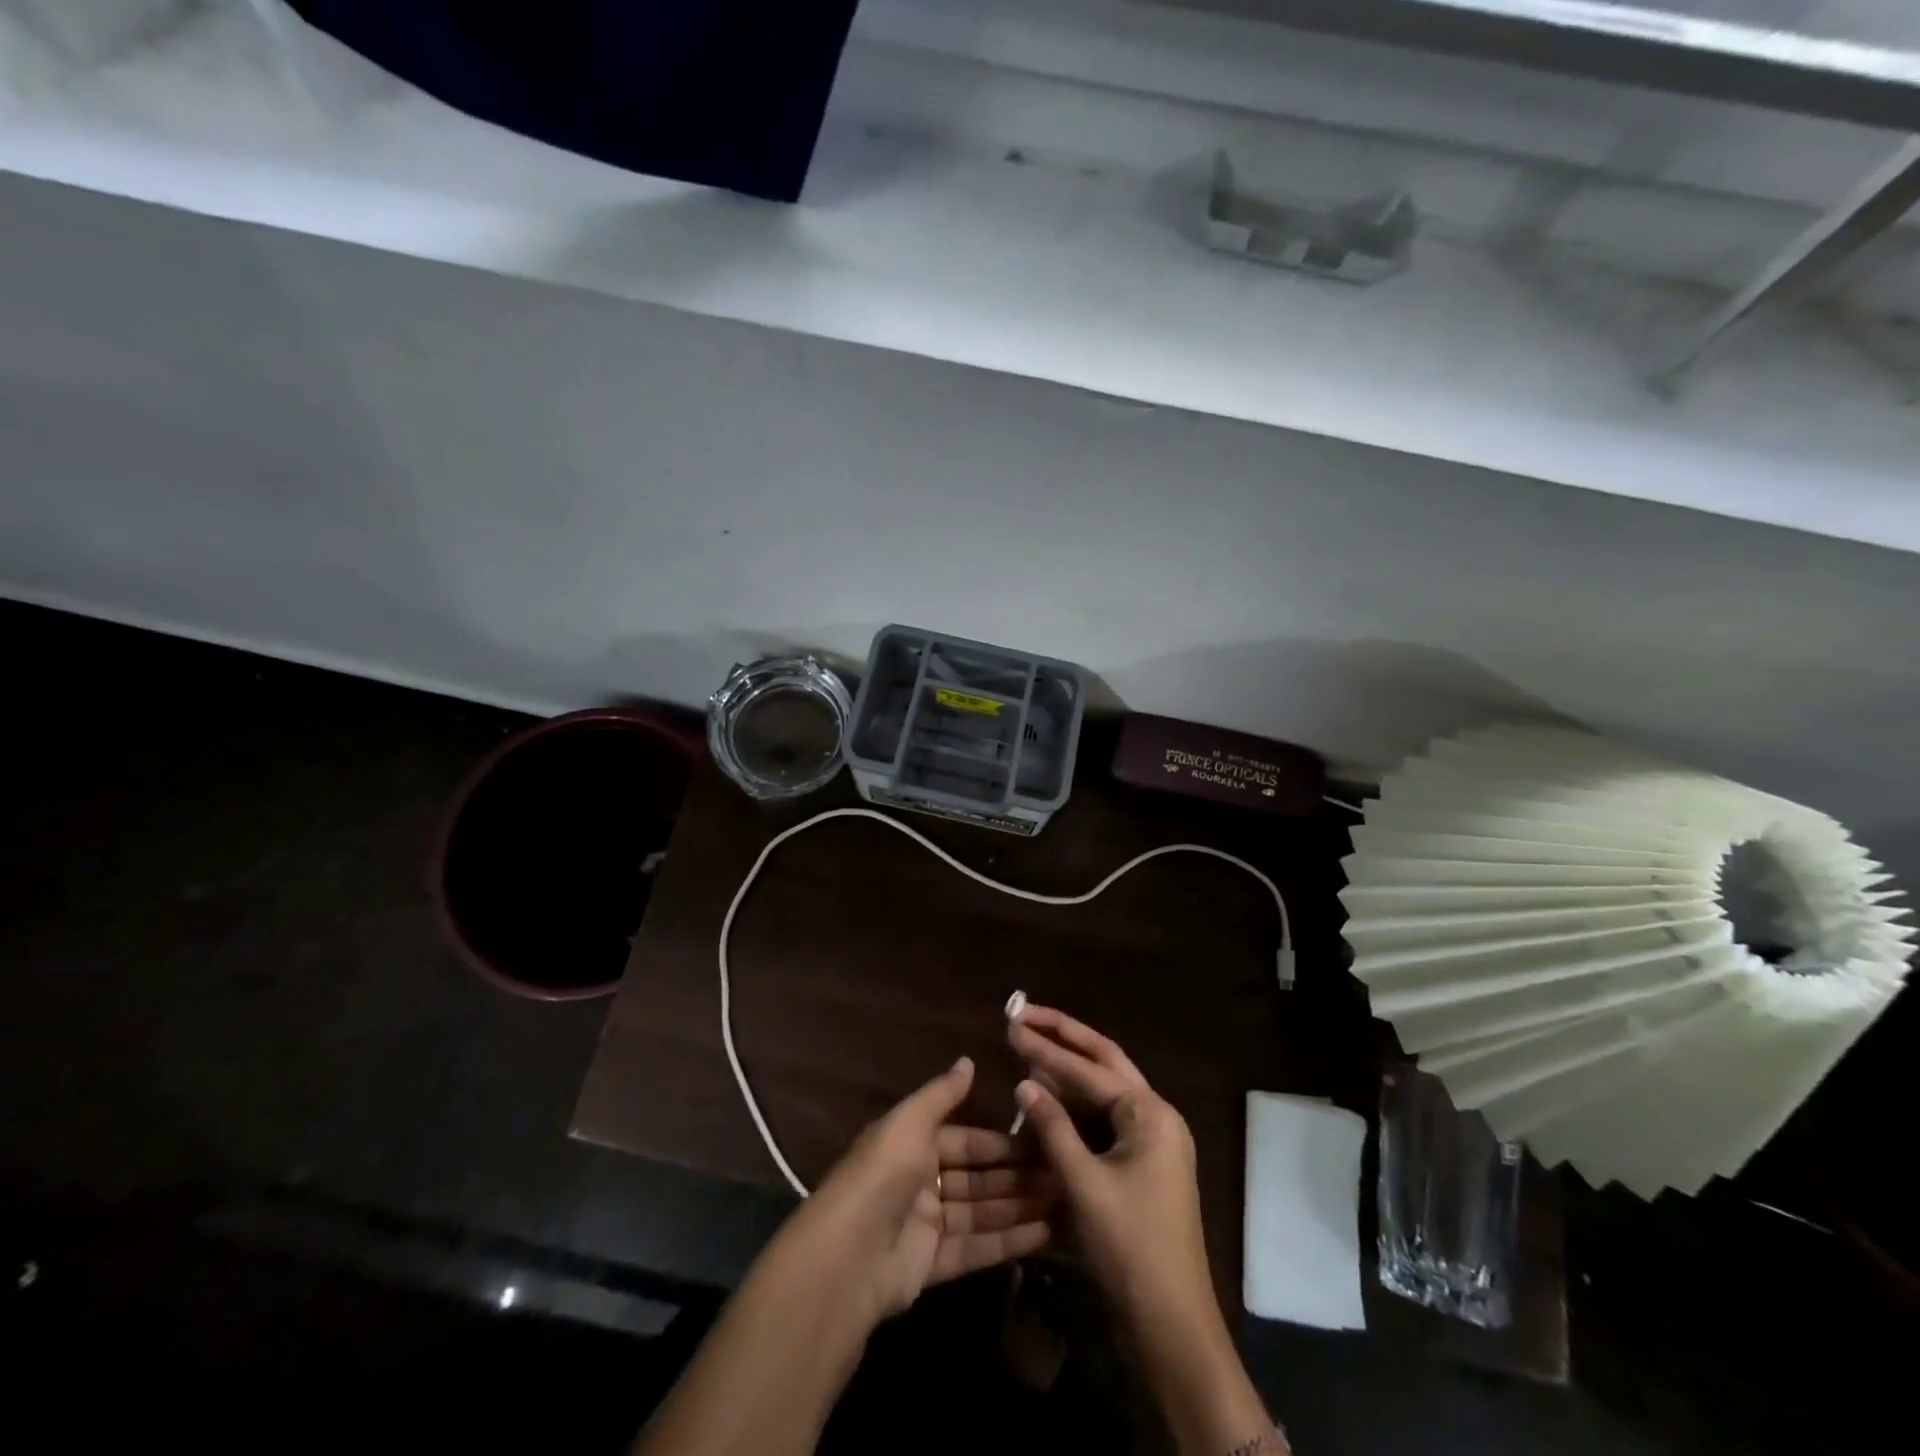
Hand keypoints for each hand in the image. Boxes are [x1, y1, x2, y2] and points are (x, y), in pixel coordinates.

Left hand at [783, 1056, 1052, 1325]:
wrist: (848, 1256)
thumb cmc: (883, 1175)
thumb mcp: (910, 1122)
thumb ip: (942, 1094)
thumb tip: (968, 1060)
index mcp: (912, 1144)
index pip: (965, 1140)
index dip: (1000, 1142)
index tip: (1041, 1140)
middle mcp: (920, 1181)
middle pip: (976, 1178)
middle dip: (1016, 1176)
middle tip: (1061, 1175)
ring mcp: (926, 1225)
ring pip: (980, 1211)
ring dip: (1018, 1206)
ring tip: (1063, 1201)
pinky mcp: (932, 1264)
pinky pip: (976, 1246)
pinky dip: (1008, 1240)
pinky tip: (1044, 1233)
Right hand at [1011, 1006, 1280, 1455]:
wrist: (1172, 1324)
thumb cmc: (1130, 1249)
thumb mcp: (1084, 1185)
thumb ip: (1053, 1128)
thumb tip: (1024, 1081)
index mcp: (1150, 1114)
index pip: (1090, 1068)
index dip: (1047, 1048)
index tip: (1012, 1025)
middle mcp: (1156, 1116)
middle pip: (1105, 1061)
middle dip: (1065, 1036)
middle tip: (1026, 1014)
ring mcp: (1152, 1140)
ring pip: (1105, 1089)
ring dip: (1069, 1068)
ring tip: (1031, 1044)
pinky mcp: (1142, 1163)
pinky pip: (1105, 1119)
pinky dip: (1076, 1104)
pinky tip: (1048, 1095)